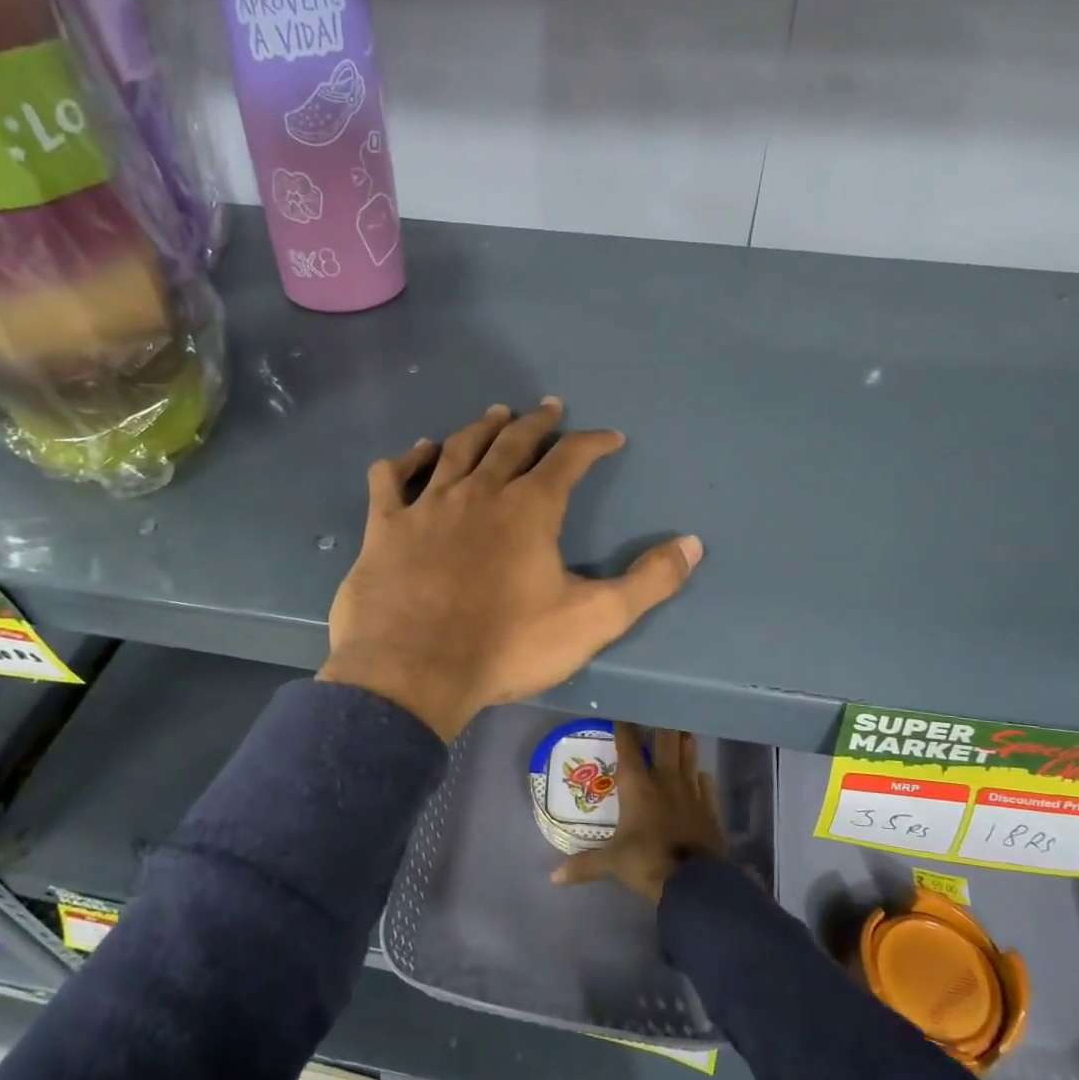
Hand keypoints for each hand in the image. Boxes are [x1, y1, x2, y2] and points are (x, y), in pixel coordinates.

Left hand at [318, 400, 703, 740]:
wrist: (413, 672)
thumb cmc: (506, 646)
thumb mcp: (592, 619)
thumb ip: (647, 582)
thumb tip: (693, 544)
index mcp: (530, 509)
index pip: (569, 459)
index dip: (593, 443)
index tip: (610, 437)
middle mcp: (480, 492)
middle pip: (512, 443)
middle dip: (536, 423)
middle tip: (548, 407)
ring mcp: (428, 505)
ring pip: (458, 450)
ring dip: (481, 429)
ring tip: (496, 414)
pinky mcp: (385, 527)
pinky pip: (393, 479)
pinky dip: (408, 460)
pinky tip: (417, 452)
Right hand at [550, 723, 726, 903]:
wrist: (696, 882)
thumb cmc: (648, 862)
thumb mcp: (613, 863)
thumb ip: (584, 865)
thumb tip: (553, 877)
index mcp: (638, 784)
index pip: (628, 745)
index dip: (624, 726)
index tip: (621, 712)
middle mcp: (665, 778)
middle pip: (666, 739)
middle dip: (662, 724)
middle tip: (660, 712)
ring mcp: (691, 790)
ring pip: (689, 753)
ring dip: (684, 741)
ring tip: (680, 730)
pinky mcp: (710, 805)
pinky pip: (706, 781)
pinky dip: (700, 775)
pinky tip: (698, 775)